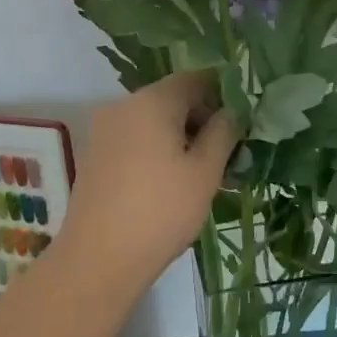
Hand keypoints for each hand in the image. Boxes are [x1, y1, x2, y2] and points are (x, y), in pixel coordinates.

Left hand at [58, 72, 237, 288]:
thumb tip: (230, 112)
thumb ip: (222, 133)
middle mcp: (122, 106)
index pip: (194, 78)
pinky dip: (156, 151)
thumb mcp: (205, 173)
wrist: (98, 258)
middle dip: (201, 120)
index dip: (222, 94)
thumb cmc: (161, 211)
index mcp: (151, 101)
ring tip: (203, 175)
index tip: (241, 122)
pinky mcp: (94, 155)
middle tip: (227, 155)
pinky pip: (134, 140)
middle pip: (171, 99)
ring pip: (152, 122)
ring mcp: (103, 131)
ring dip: (180, 138)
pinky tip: (171, 183)